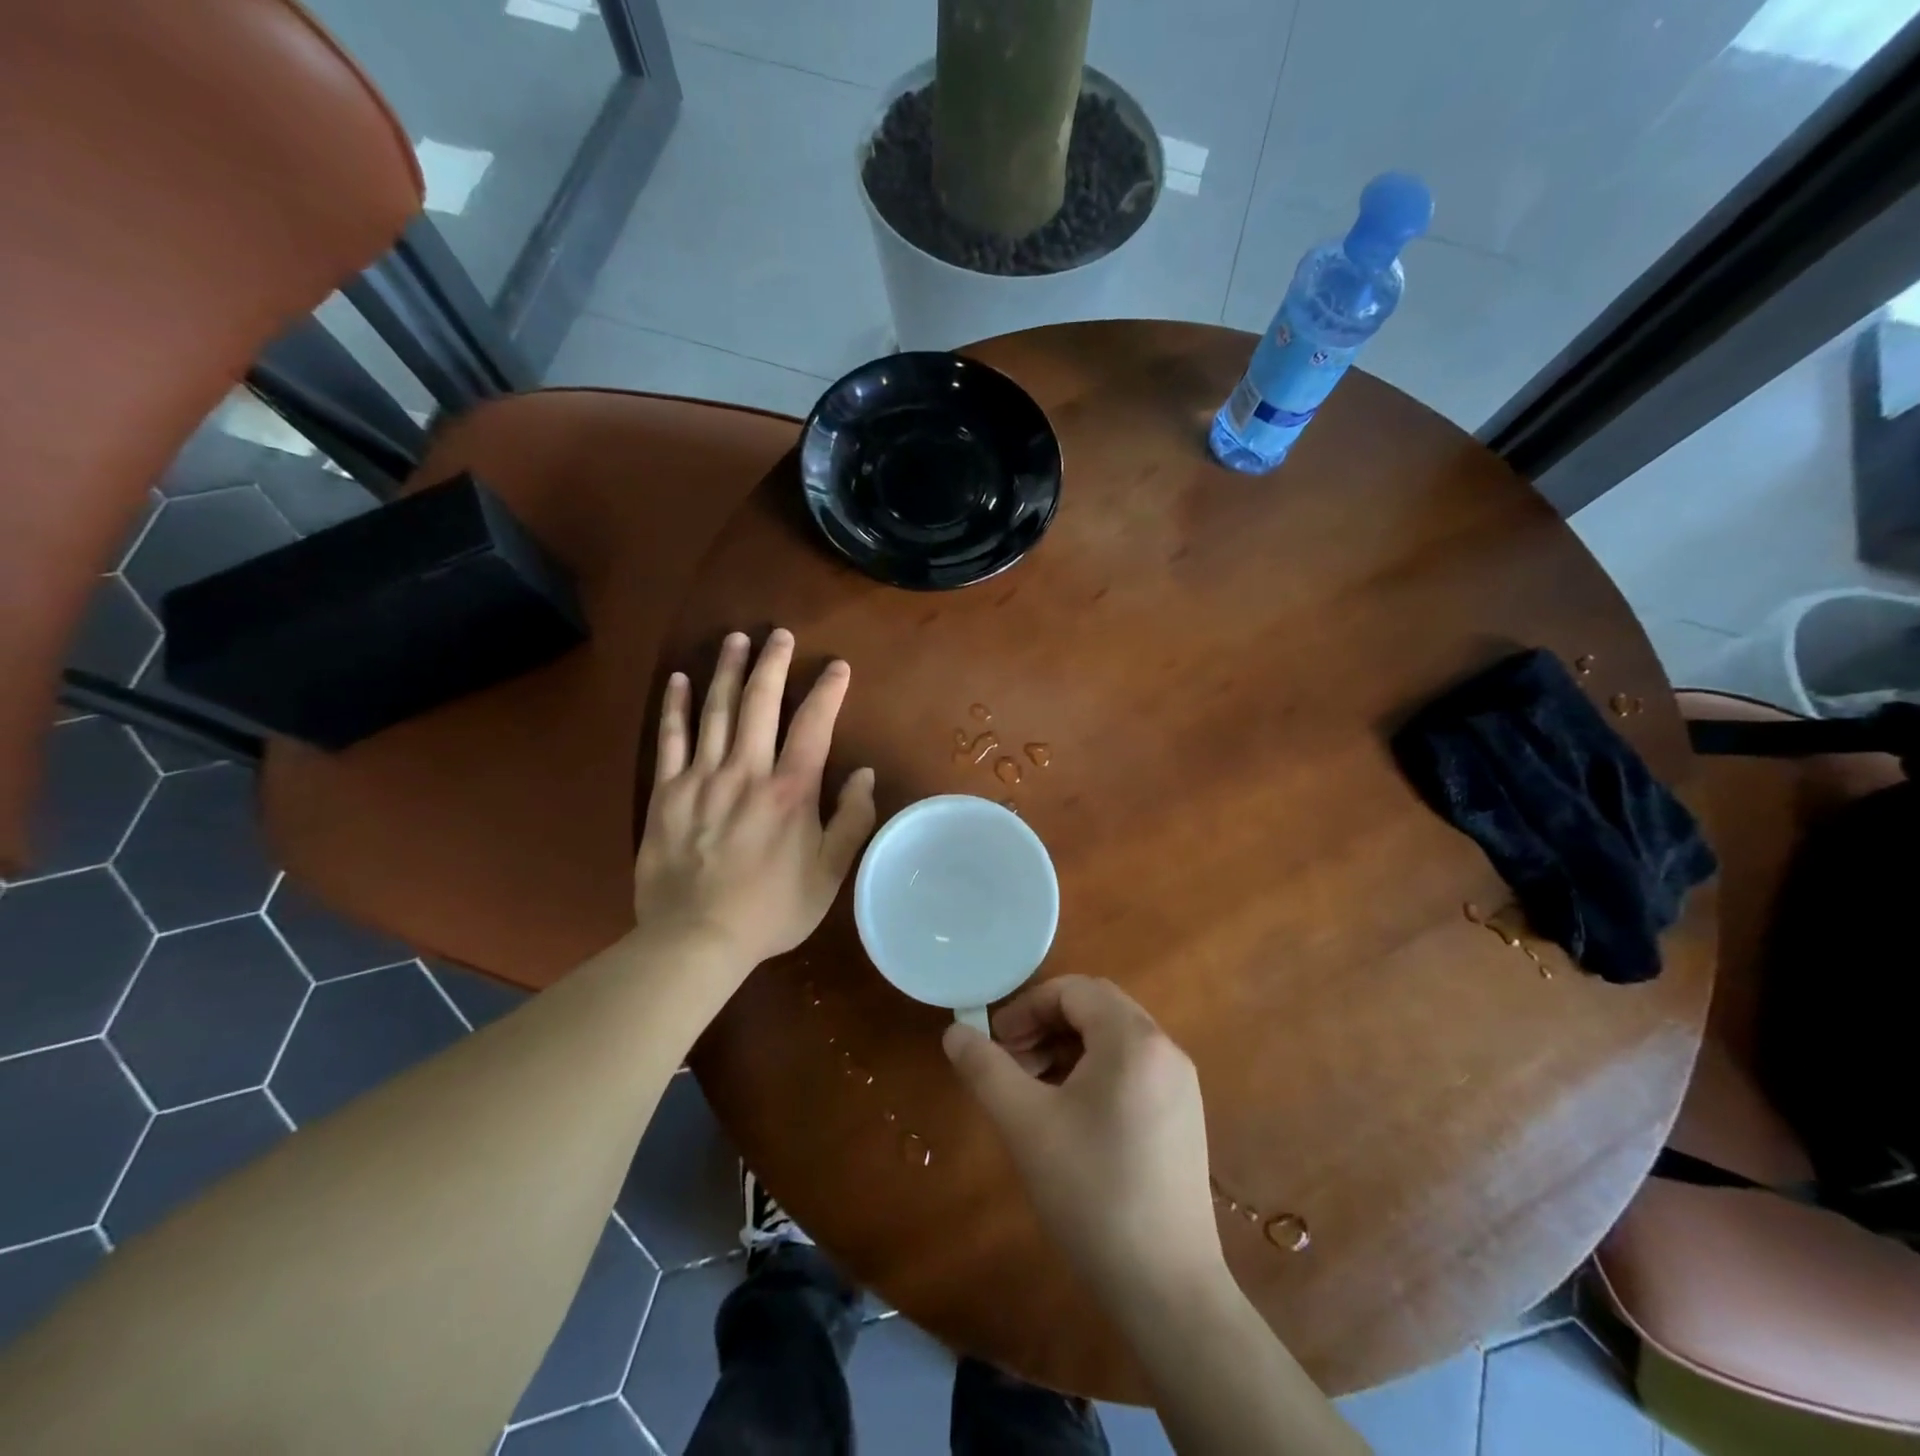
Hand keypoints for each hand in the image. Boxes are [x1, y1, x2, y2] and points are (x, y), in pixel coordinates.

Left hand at [635, 629, 876, 971]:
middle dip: (772, 663)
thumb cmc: (771, 910)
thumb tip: (865, 774)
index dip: (828, 690)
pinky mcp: (667, 792)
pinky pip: (671, 739)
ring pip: (716, 711)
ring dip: (727, 671)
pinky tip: (679, 680)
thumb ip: (852, 821)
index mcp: (790, 791)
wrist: (696, 939)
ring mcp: (702, 778)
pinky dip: (676, 707)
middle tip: (778, 634)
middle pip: (760, 703)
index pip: (814, 725)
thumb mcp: (829, 874)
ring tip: (735, 639)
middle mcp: (747, 771)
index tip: (837, 666)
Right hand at [942, 976, 1224, 1305]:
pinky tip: (1070, 1115)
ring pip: (1114, 1039)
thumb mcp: (1025, 1124)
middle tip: (1010, 1061)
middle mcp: (1165, 1050)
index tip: (995, 1041)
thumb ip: (985, 1068)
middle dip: (1045, 1025)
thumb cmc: (1091, 1193)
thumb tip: (954, 1031)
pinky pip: (1133, 1069)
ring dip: (1067, 1048)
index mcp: (1133, 1040)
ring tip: (1032, 1089)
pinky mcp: (1183, 1117)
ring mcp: (1180, 1085)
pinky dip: (1094, 1072)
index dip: (1027, 1007)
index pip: (1074, 990)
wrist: (1167, 1289)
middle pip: (1096, 1009)